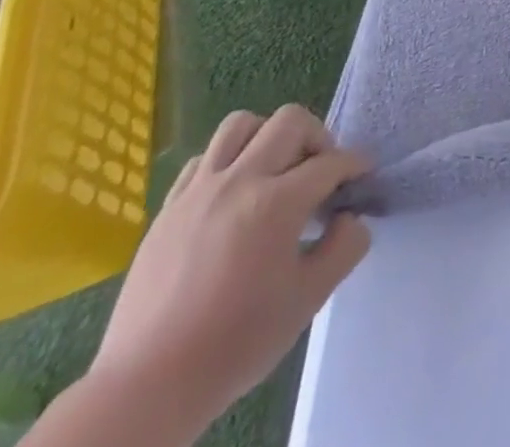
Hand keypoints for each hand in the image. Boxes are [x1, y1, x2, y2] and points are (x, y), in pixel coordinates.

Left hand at [85, 105, 372, 436]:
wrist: (146, 388)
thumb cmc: (235, 343)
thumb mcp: (308, 300)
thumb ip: (344, 248)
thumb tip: (351, 218)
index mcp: (277, 202)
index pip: (331, 162)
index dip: (355, 165)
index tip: (363, 176)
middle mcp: (240, 181)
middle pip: (290, 122)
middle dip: (318, 138)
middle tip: (321, 171)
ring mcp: (198, 191)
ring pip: (241, 125)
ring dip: (268, 136)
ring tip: (275, 170)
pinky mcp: (168, 208)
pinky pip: (203, 158)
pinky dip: (228, 161)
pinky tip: (233, 194)